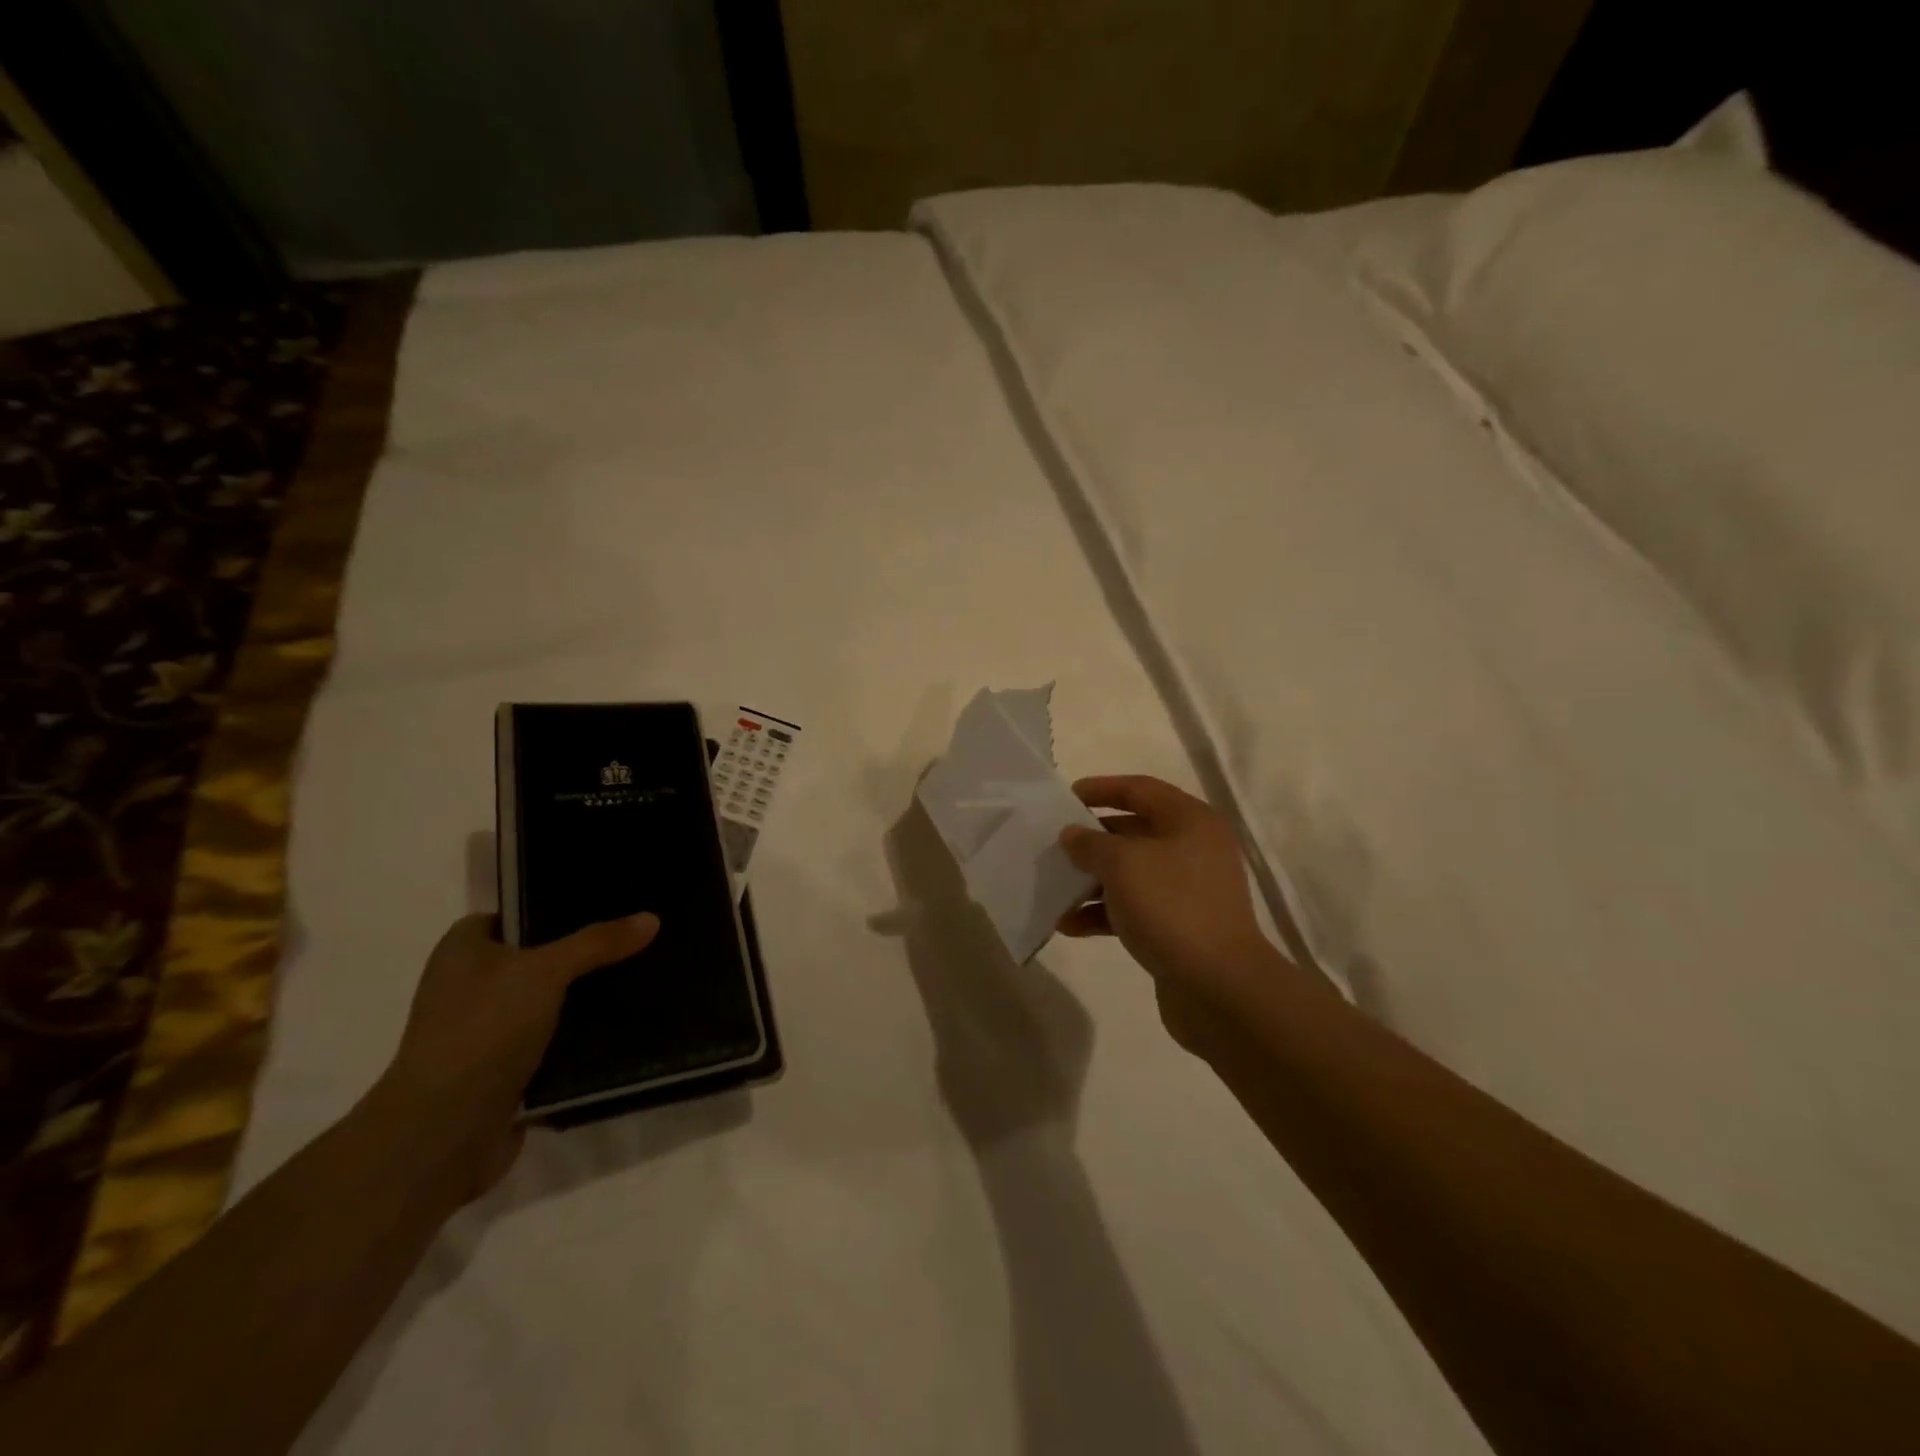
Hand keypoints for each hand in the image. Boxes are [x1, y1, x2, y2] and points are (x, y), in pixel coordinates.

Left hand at [376, 912, 659, 1198]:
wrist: (444, 1132)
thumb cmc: (484, 1030)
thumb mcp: (547, 971)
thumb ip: (597, 942)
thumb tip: (651, 919)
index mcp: (462, 950)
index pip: (514, 914)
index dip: (555, 908)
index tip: (606, 905)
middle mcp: (466, 986)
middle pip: (535, 957)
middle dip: (579, 954)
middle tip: (631, 941)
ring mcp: (482, 1031)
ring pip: (545, 1001)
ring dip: (581, 999)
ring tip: (636, 979)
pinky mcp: (500, 1070)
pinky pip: (549, 1041)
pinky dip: (577, 1037)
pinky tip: (619, 1027)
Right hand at [1057, 777, 1303, 1047]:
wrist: (1218, 986)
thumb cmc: (1171, 907)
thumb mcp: (1122, 864)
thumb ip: (1091, 843)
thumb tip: (1073, 835)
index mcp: (1189, 820)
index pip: (1140, 789)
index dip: (1102, 788)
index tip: (1066, 797)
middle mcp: (1193, 848)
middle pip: (1134, 831)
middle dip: (1092, 840)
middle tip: (1055, 846)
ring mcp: (1188, 890)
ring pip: (1131, 874)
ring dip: (1092, 881)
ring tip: (1055, 890)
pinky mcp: (1180, 926)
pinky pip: (1135, 908)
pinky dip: (1104, 913)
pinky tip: (1069, 925)